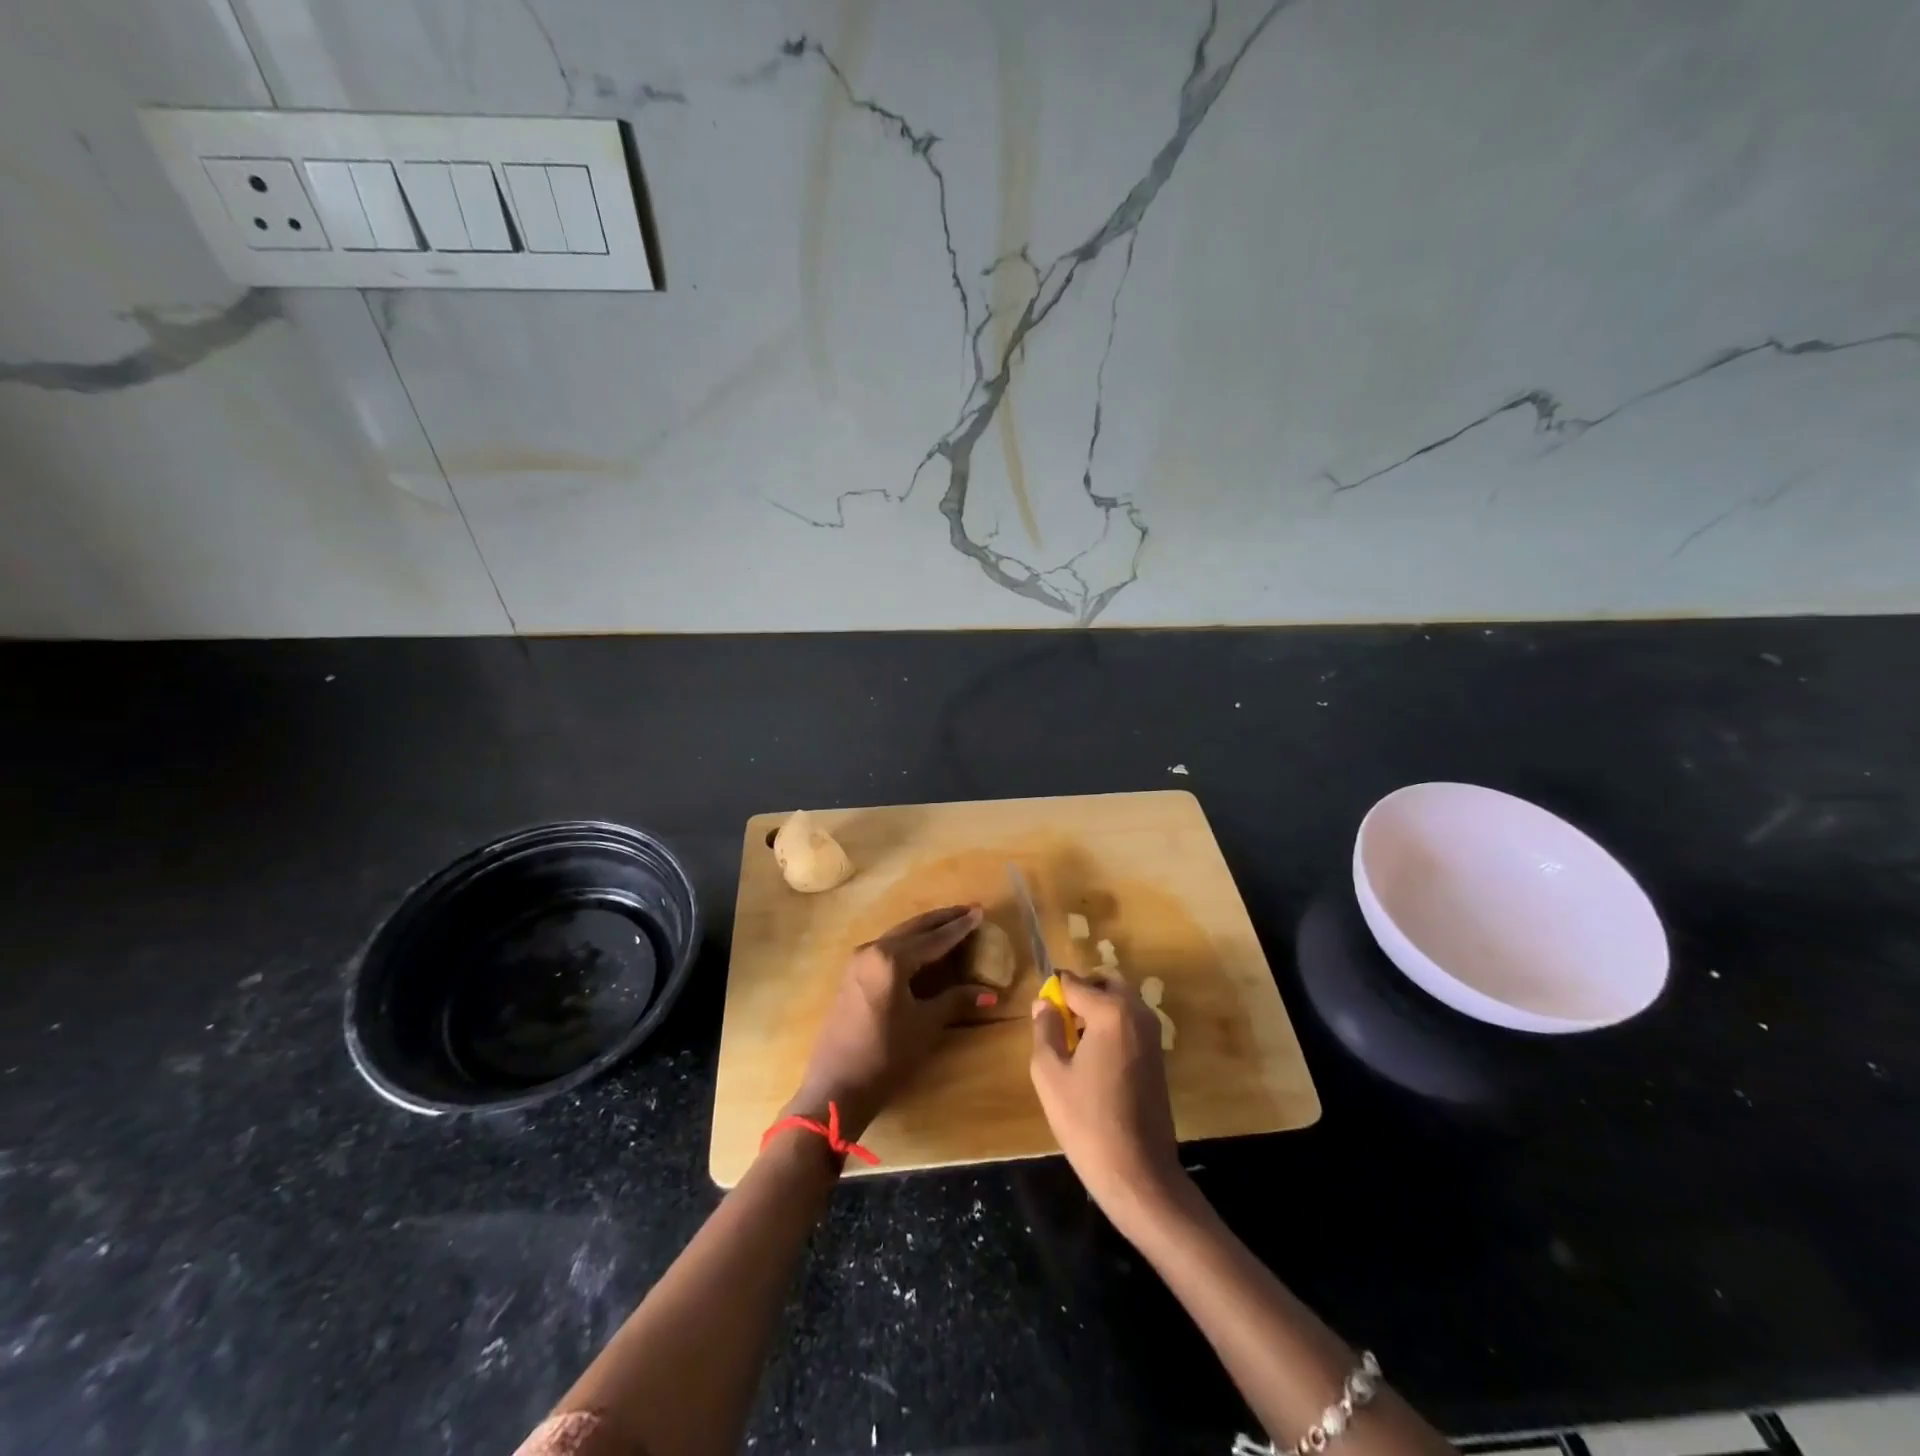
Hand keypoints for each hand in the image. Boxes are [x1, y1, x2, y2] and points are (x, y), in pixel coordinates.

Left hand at [788, 905, 992, 1137]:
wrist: (837, 1087)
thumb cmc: (886, 1055)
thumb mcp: (925, 1025)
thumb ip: (955, 1000)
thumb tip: (990, 993)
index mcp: (891, 958)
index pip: (934, 938)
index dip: (960, 927)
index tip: (980, 911)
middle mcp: (872, 950)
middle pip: (914, 928)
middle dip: (943, 920)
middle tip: (969, 910)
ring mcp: (858, 961)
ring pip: (899, 936)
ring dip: (925, 930)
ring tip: (950, 924)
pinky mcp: (852, 975)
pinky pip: (886, 948)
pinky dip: (909, 943)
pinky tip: (922, 948)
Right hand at [1030, 971, 1183, 1232]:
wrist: (1139, 1174)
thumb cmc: (1087, 1122)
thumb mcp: (1050, 1073)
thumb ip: (1045, 1029)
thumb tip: (1044, 1004)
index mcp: (1111, 1011)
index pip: (1074, 983)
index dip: (1053, 993)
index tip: (1041, 1014)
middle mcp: (1137, 1013)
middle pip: (1106, 983)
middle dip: (1082, 993)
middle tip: (1060, 1023)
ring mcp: (1153, 1035)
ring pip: (1121, 1002)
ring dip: (1098, 1009)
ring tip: (1073, 1044)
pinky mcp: (1159, 1056)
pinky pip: (1131, 1024)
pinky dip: (1112, 1027)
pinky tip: (1094, 1061)